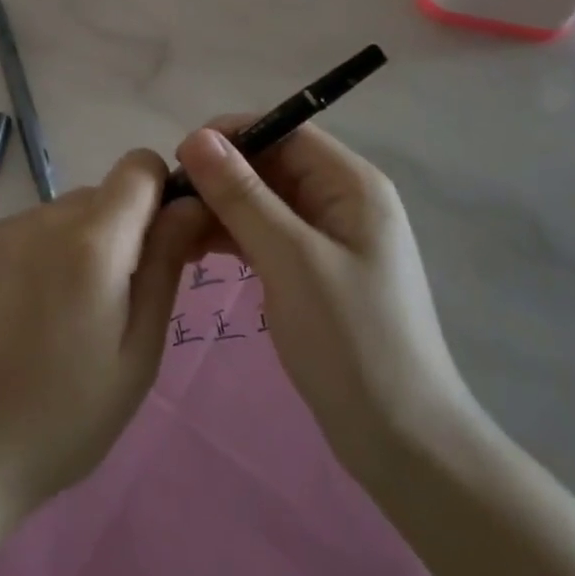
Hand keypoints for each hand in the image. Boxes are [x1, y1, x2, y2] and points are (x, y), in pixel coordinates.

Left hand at [0, 151, 209, 516]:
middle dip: (125, 232)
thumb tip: (189, 206)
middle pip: (104, 194)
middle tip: (120, 303)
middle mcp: (44, 218)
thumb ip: (164, 268)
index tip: (165, 246)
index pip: (139, 167)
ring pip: (67, 214)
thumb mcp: (136, 354)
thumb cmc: (60, 417)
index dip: (162, 194)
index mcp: (91, 241)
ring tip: (69, 318)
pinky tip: (30, 316)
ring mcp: (3, 230)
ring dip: (84, 245)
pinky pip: (31, 231)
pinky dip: (46, 256)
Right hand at [173, 121, 474, 486]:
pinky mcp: (315, 271)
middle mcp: (343, 200)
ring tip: (175, 231)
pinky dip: (234, 237)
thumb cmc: (352, 341)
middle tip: (170, 202)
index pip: (285, 131)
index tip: (180, 158)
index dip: (232, 135)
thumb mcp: (291, 260)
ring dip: (222, 208)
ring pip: (264, 201)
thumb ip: (243, 196)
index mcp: (352, 185)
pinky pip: (268, 235)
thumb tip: (197, 138)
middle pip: (272, 165)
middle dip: (221, 176)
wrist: (404, 443)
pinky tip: (197, 253)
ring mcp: (330, 238)